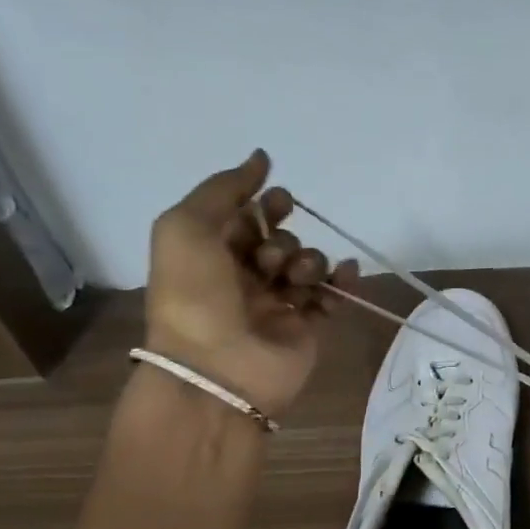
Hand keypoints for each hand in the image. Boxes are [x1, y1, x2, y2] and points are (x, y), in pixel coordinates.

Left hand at [143, 151, 357, 420]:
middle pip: (281, 239)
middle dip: (283, 238)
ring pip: (309, 264)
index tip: (279, 201)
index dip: (265, 205)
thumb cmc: (193, 296)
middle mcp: (244, 277)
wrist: (216, 371)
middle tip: (272, 256)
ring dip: (309, 260)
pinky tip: (344, 274)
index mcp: (211, 255)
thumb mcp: (185, 227)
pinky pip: (333, 295)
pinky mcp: (308, 328)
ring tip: (296, 278)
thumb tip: (261, 157)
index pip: (246, 218)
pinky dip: (343, 281)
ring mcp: (278, 304)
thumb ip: (223, 188)